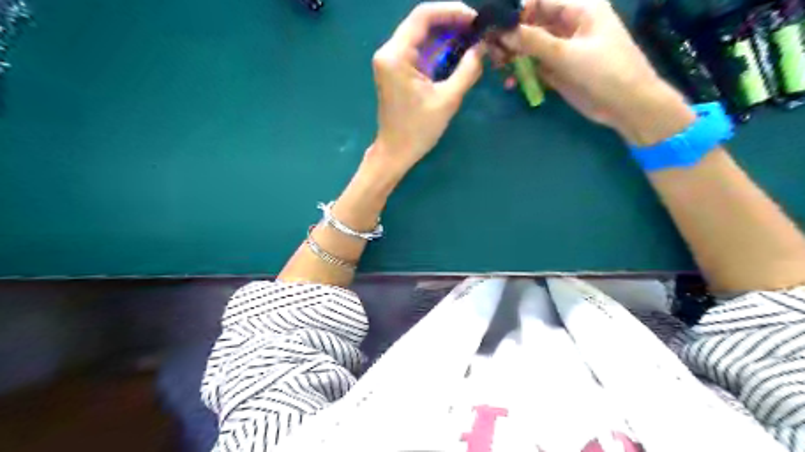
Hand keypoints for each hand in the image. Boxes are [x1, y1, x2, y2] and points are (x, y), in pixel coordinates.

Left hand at [370, 2, 483, 170]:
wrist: (395, 152)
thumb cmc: (418, 130)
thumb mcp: (447, 100)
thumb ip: (467, 70)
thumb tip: (483, 47)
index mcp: (396, 55)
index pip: (423, 16)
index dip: (452, 11)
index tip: (476, 19)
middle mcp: (389, 51)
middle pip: (421, 22)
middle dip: (451, 22)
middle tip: (478, 29)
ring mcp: (390, 60)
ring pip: (421, 35)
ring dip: (446, 34)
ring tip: (472, 38)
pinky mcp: (395, 70)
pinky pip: (418, 49)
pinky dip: (438, 48)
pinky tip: (457, 50)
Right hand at [502, 0, 694, 144]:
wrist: (626, 105)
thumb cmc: (603, 72)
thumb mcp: (566, 54)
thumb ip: (533, 41)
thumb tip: (502, 31)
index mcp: (579, 9)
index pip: (540, 1)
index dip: (517, 12)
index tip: (496, 30)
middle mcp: (568, 25)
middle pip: (532, 23)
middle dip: (511, 37)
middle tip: (492, 53)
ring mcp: (563, 49)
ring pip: (530, 46)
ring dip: (514, 56)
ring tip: (498, 68)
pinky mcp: (558, 69)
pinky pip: (534, 65)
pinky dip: (522, 73)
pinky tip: (511, 83)